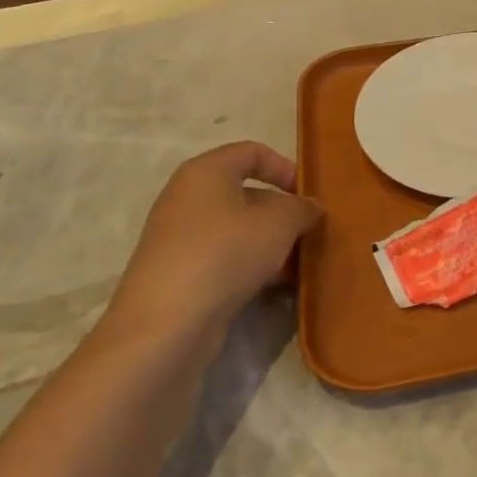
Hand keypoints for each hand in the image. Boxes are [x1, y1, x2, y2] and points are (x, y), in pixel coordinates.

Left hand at [103, 142, 320, 358]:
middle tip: (309, 233)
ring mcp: (180, 238)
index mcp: (205, 172)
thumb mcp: (279, 222)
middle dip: (282, 212)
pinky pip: (225, 258)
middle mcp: (187, 198)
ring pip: (238, 229)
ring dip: (271, 243)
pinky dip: (251, 265)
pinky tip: (276, 286)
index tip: (307, 195)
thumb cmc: (226, 253)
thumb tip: (309, 208)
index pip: (252, 152)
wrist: (167, 324)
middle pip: (246, 194)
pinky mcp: (180, 273)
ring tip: (298, 263)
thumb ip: (301, 208)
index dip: (285, 167)